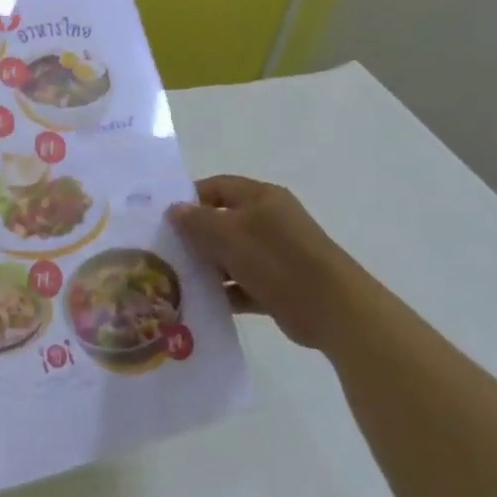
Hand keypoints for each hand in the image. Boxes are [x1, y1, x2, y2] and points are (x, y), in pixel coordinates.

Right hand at [167, 175, 369, 349]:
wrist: (333, 309)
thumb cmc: (277, 260)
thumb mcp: (229, 235)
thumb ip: (197, 221)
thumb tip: (174, 209)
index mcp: (261, 198)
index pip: (217, 187)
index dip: (190, 198)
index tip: (163, 217)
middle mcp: (269, 221)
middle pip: (222, 221)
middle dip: (194, 236)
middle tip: (163, 250)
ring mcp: (276, 255)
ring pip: (231, 255)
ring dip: (207, 267)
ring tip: (175, 279)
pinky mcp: (279, 286)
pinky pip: (243, 284)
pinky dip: (225, 292)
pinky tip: (200, 303)